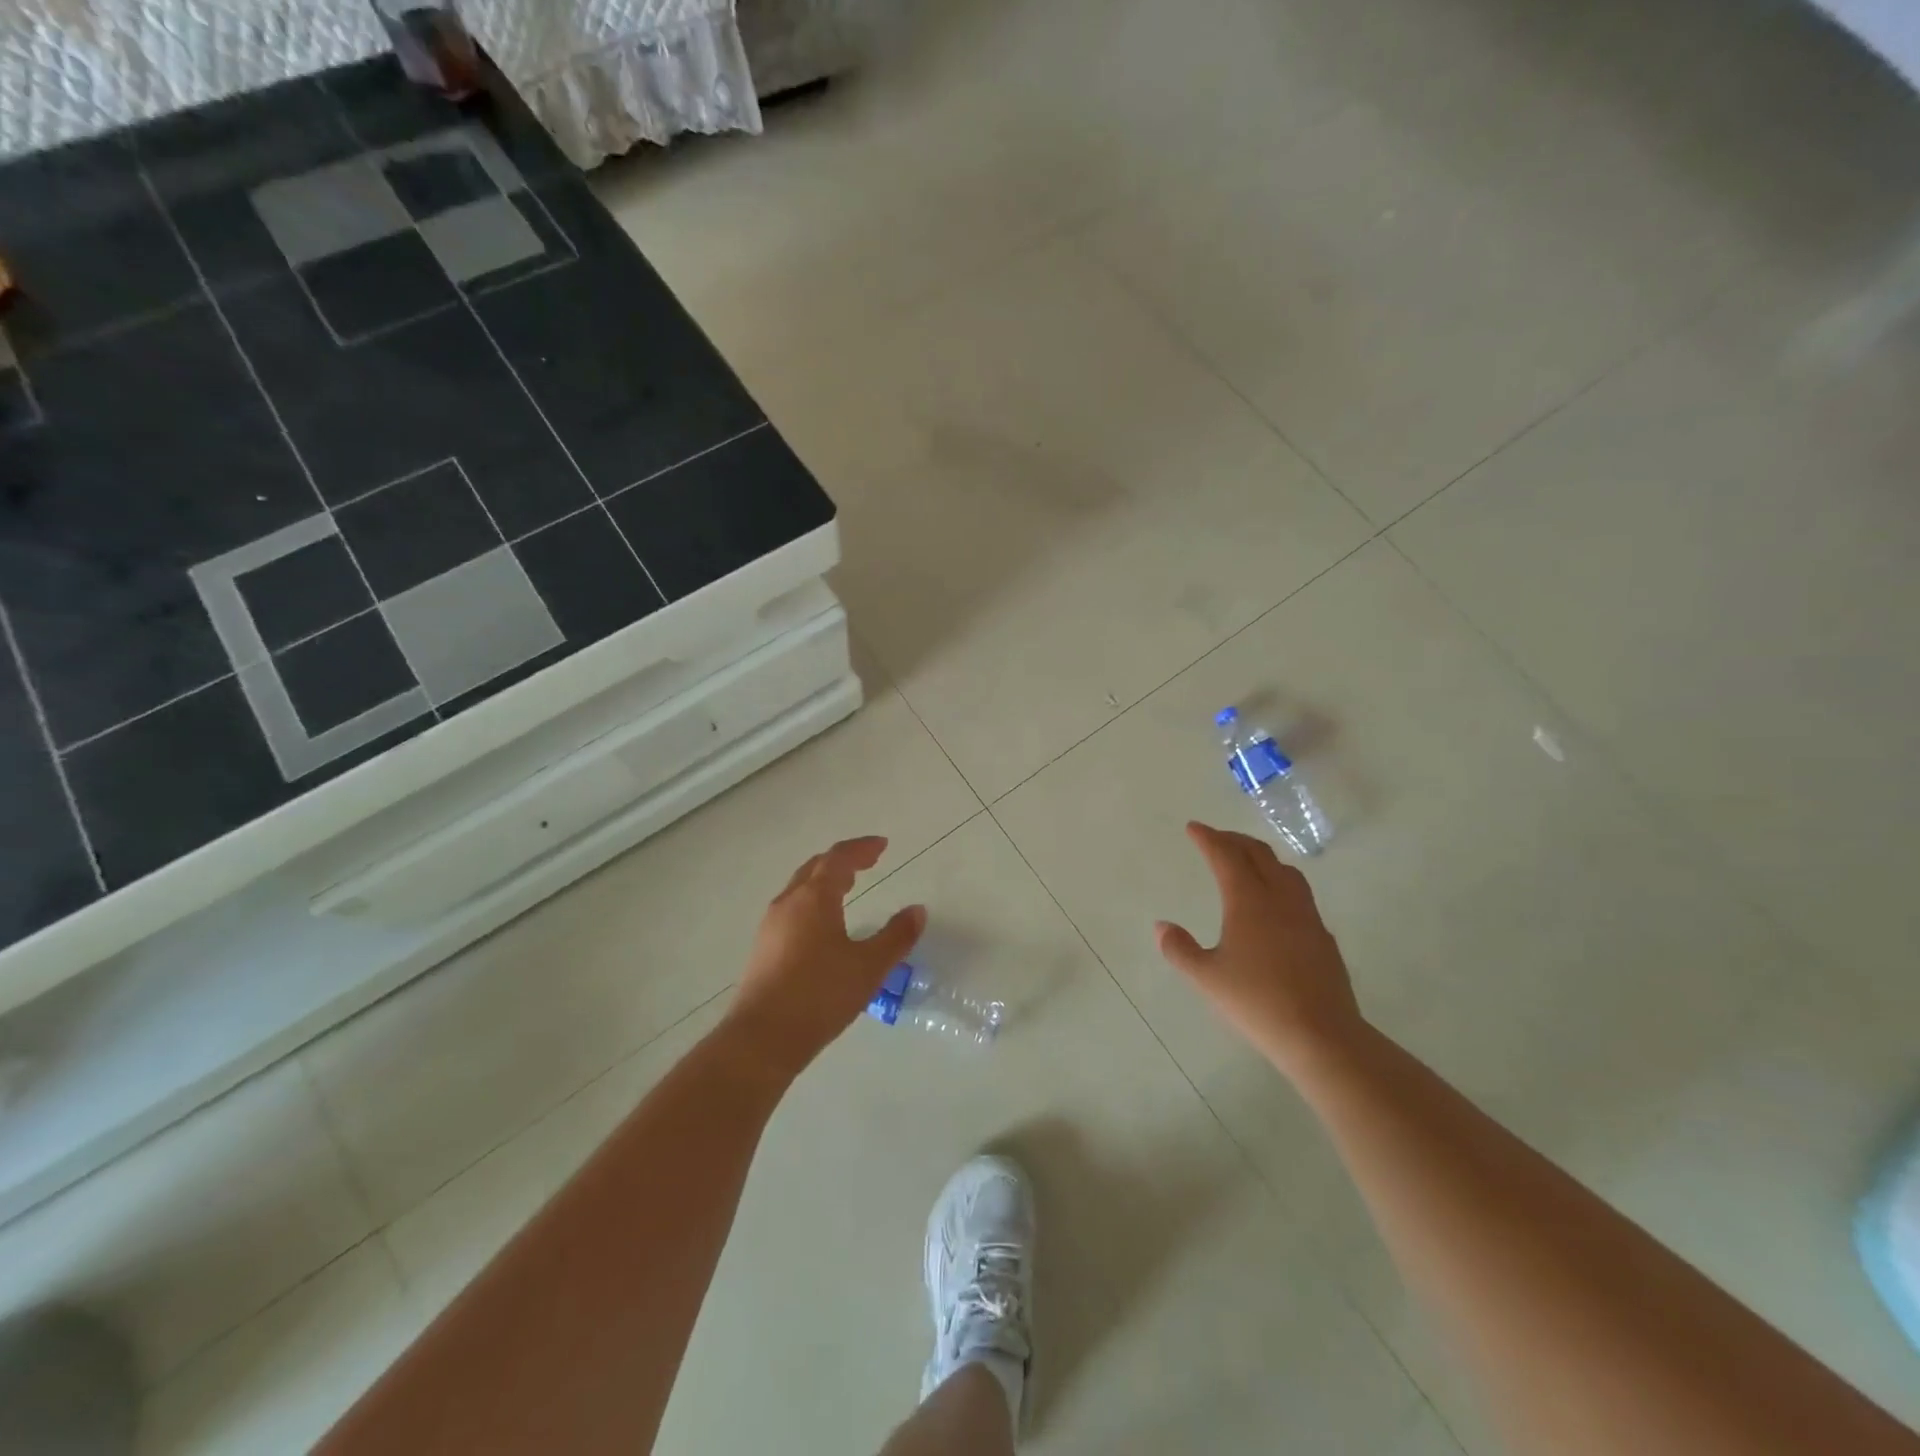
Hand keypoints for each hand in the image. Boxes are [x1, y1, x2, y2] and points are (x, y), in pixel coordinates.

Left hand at [726, 836, 926, 1075]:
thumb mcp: (869, 967)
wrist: (762, 1039)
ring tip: (847, 887)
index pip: (838, 859)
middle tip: (867, 862)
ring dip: (825, 880)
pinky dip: (813, 901)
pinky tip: (823, 924)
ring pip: (800, 888)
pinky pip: (792, 908)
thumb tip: (918, 910)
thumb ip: (896, 936)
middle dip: (842, 860)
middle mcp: (789, 903)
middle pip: (815, 867)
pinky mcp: (763, 948)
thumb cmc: (820, 995)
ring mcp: (771, 926)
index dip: (861, 848)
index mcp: (814, 898)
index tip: (882, 845)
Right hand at [1155, 822, 1364, 1076]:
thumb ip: (1180, 949)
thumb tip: (1162, 926)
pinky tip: (1275, 904)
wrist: (1322, 1036)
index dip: (1208, 838)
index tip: (1194, 827)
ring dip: (1262, 857)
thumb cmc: (1257, 1002)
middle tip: (1216, 838)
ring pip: (1285, 870)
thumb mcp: (1207, 978)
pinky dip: (1280, 882)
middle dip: (1235, 840)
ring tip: (1247, 861)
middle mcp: (1280, 899)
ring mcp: (1306, 916)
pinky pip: (1299, 894)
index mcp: (1248, 901)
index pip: (1226, 856)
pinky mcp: (1322, 937)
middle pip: (1258, 855)